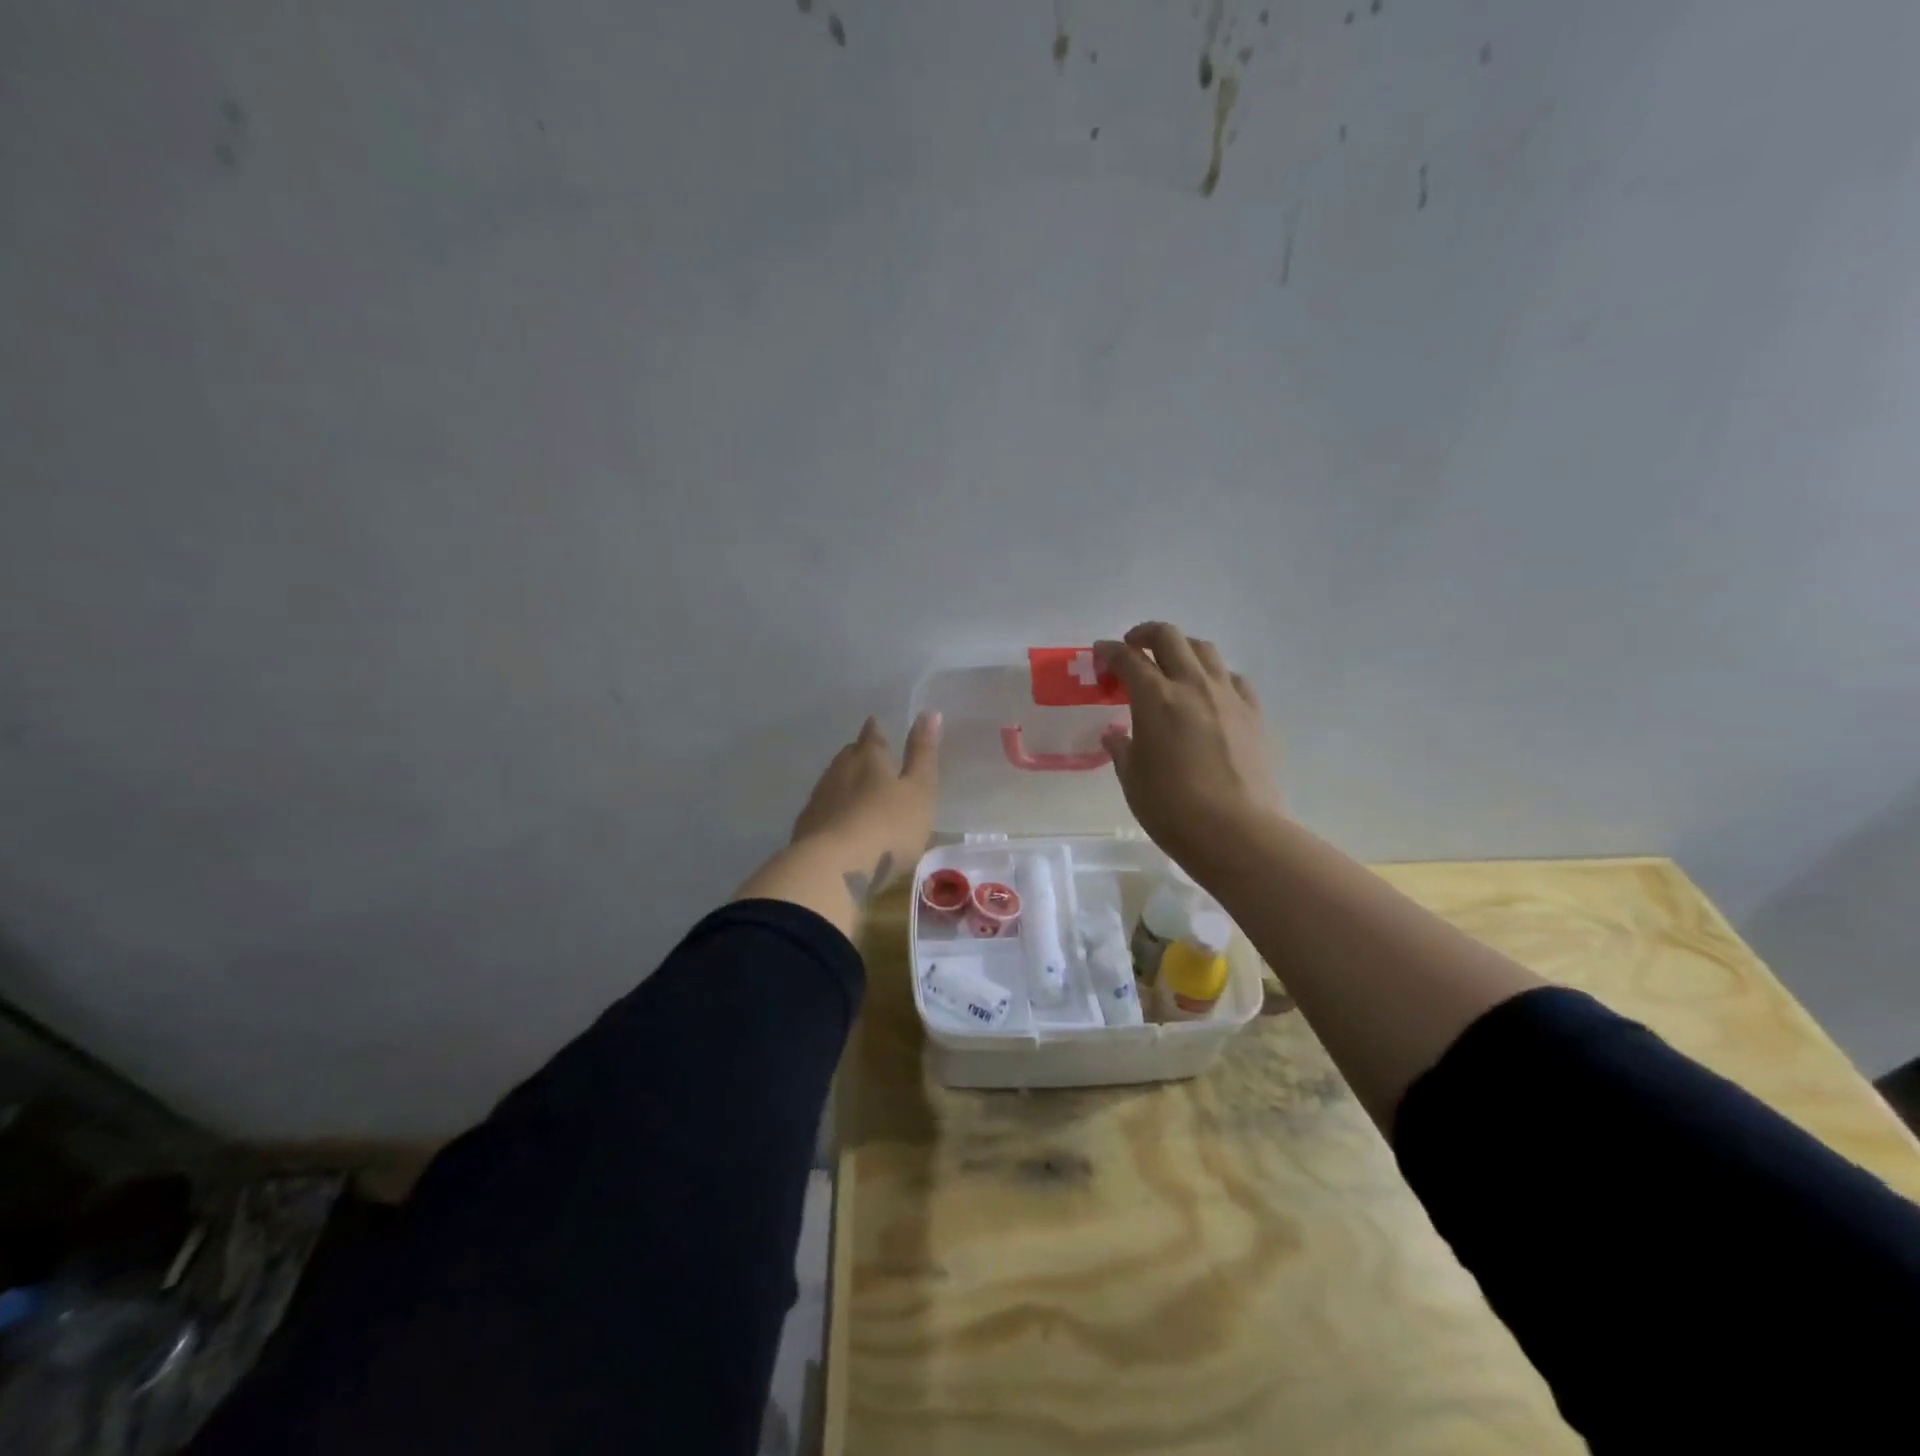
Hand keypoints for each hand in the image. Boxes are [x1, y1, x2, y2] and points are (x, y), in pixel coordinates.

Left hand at [790, 713, 941, 900]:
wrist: (834, 869)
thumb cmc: (888, 826)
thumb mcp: (920, 790)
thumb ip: (923, 754)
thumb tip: (929, 712)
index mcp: (869, 758)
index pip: (872, 736)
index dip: (876, 731)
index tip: (876, 726)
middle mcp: (839, 771)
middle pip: (849, 756)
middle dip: (859, 755)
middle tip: (870, 758)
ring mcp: (819, 799)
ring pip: (833, 782)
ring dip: (845, 783)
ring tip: (857, 790)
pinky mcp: (806, 828)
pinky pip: (823, 810)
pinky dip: (834, 810)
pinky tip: (840, 822)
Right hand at [1096, 623, 1281, 878]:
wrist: (1236, 832)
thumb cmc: (1172, 809)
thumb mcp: (1132, 779)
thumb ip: (1122, 748)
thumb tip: (1115, 733)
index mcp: (1155, 699)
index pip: (1128, 658)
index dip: (1109, 651)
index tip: (1100, 654)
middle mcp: (1192, 685)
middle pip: (1169, 637)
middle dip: (1145, 634)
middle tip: (1132, 648)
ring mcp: (1227, 696)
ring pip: (1204, 650)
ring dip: (1181, 649)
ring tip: (1170, 667)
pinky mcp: (1253, 713)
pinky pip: (1232, 678)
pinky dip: (1214, 676)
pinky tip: (1208, 695)